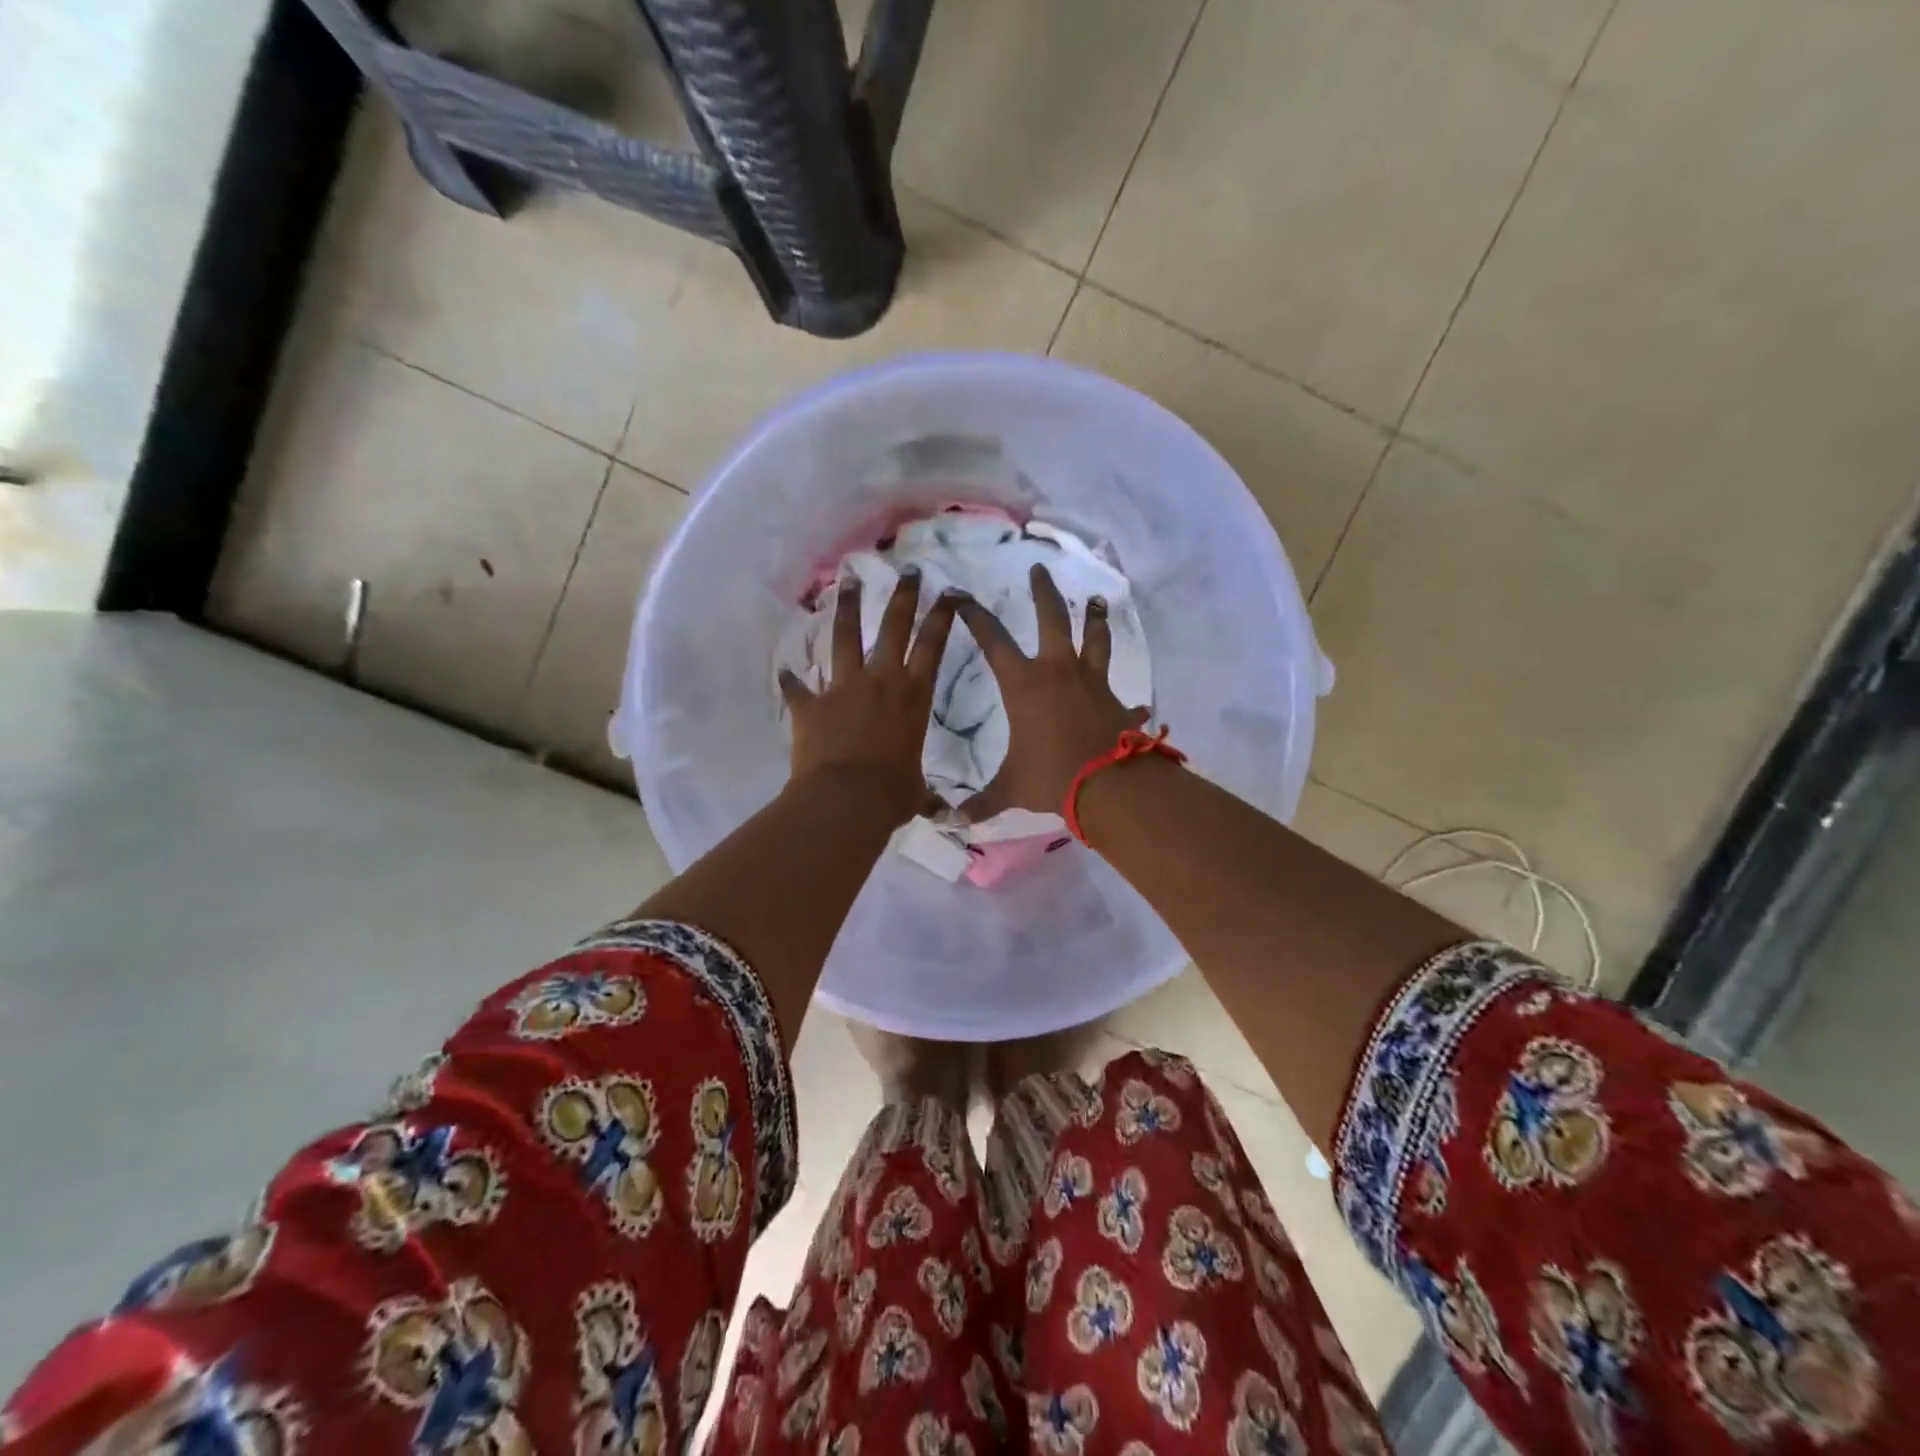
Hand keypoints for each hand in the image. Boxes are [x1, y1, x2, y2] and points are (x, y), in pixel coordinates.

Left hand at [779, 571, 958, 824]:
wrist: (845, 800)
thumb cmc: (891, 794)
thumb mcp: (915, 792)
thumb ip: (925, 793)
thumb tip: (944, 815)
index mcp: (913, 696)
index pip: (933, 645)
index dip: (942, 616)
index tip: (949, 592)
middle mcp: (880, 681)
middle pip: (893, 627)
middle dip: (902, 597)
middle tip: (906, 571)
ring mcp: (842, 688)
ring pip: (844, 637)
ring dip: (847, 608)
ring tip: (848, 581)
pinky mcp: (811, 705)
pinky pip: (798, 689)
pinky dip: (791, 682)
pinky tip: (784, 672)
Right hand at [955, 564, 1148, 820]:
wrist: (1107, 785)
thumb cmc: (1050, 776)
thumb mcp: (1010, 788)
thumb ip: (982, 801)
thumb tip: (954, 821)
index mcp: (1024, 684)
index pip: (993, 640)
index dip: (975, 616)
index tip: (962, 595)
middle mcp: (1058, 671)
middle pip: (1052, 619)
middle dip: (1043, 592)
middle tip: (1039, 569)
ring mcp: (1092, 681)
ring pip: (1095, 638)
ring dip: (1095, 617)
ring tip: (1097, 598)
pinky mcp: (1117, 699)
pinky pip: (1123, 694)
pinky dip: (1129, 699)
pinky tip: (1139, 703)